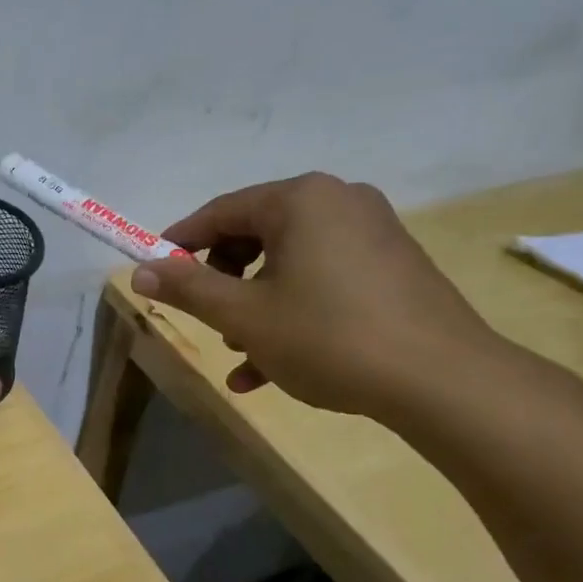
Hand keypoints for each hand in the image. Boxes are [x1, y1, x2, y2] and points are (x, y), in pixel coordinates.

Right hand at [129, 173, 497, 416]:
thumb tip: (139, 271)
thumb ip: (187, 288)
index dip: (180, 242)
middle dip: (222, 281)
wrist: (442, 380)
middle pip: (255, 235)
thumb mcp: (244, 315)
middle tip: (206, 318)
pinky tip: (271, 368)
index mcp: (301, 200)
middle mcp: (339, 203)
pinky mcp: (392, 267)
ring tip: (240, 352)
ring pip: (288, 264)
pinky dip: (292, 313)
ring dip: (254, 306)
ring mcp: (372, 234)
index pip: (221, 211)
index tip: (154, 271)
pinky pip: (322, 281)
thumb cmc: (328, 337)